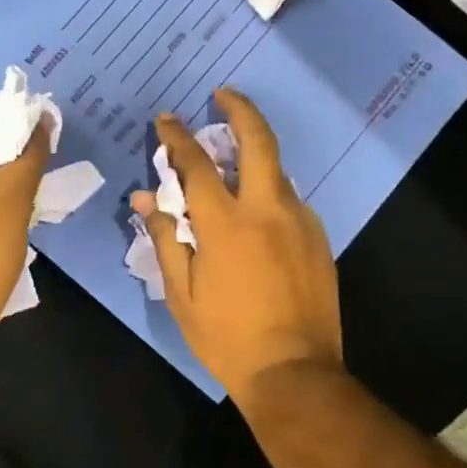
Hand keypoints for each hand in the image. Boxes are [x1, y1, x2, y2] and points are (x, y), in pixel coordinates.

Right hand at [132, 88, 342, 397]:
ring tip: (234, 161)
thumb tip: (146, 199)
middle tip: (223, 94)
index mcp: (226, 224)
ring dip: (255, 156)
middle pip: (259, 141)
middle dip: (240, 110)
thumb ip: (165, 238)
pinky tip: (258, 212)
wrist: (295, 373)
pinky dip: (270, 193)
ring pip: (278, 171)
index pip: (197, 164)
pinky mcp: (319, 239)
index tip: (167, 119)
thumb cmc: (227, 337)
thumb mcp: (181, 293)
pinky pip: (291, 201)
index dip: (178, 137)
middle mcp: (268, 210)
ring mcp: (301, 222)